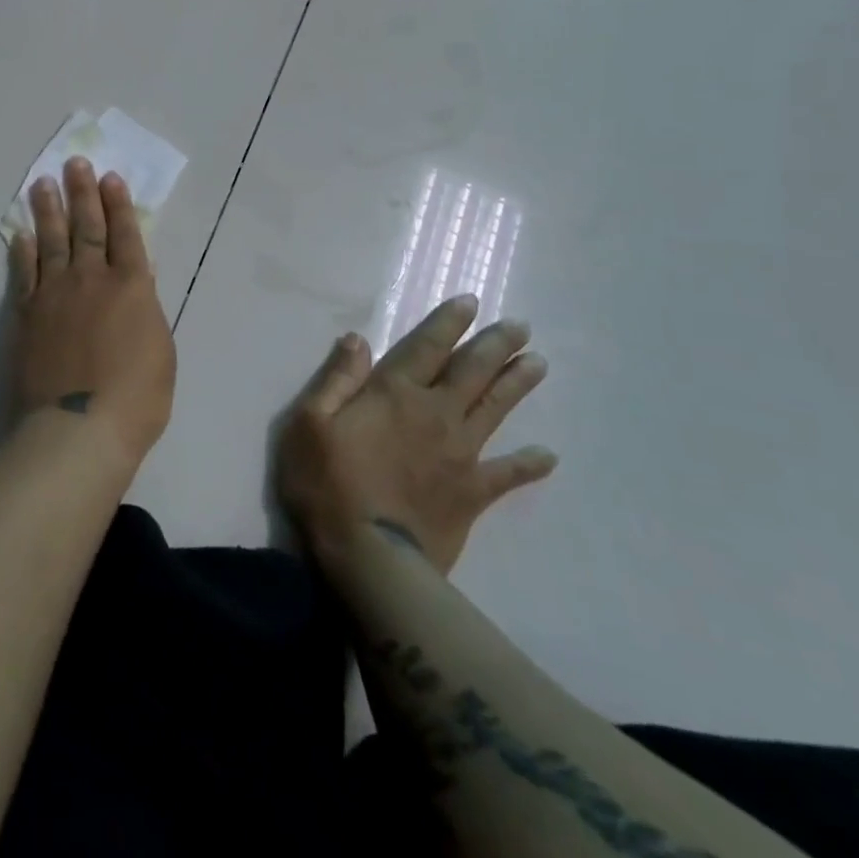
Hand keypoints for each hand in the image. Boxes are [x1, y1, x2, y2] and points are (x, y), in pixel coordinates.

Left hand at [9, 158, 175, 466]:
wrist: (78, 427)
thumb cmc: (136, 398)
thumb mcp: (161, 352)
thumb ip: (146, 312)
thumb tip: (136, 286)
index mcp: (131, 287)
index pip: (126, 234)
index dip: (119, 204)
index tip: (110, 177)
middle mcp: (92, 279)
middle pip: (87, 227)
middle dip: (82, 193)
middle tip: (75, 163)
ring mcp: (55, 294)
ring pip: (52, 241)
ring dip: (48, 210)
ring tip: (42, 183)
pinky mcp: (27, 314)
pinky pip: (24, 274)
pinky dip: (22, 251)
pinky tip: (20, 234)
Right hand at [277, 295, 555, 574]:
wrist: (368, 556)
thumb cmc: (327, 482)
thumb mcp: (310, 422)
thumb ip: (337, 378)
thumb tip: (357, 339)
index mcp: (395, 393)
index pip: (427, 346)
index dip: (448, 322)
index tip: (471, 301)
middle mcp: (435, 413)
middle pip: (471, 371)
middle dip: (495, 345)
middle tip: (520, 325)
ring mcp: (460, 453)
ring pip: (494, 409)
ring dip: (517, 384)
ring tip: (538, 363)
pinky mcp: (473, 492)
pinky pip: (506, 474)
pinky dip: (528, 464)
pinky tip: (548, 456)